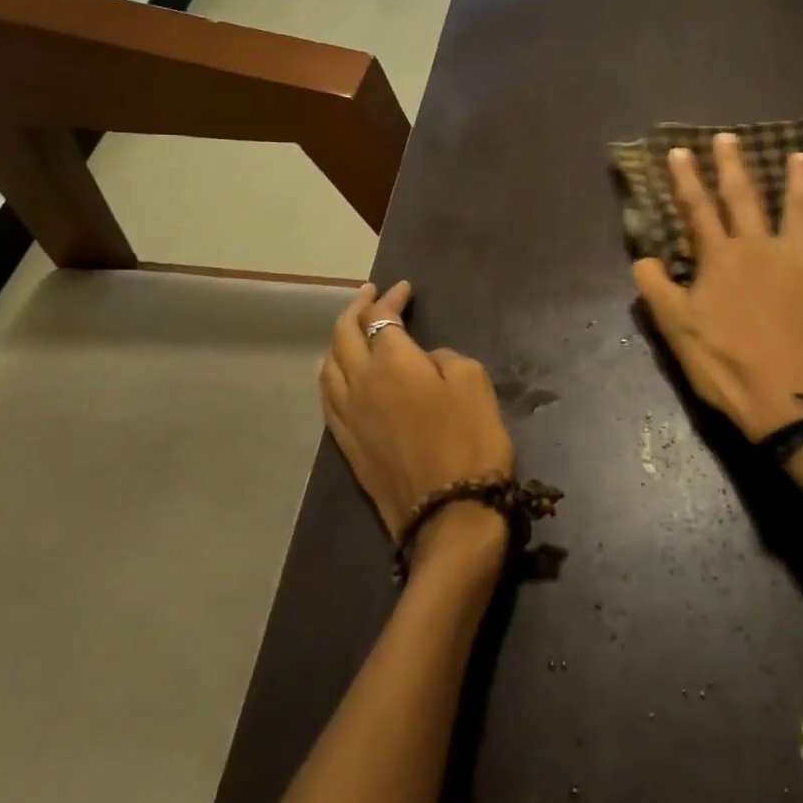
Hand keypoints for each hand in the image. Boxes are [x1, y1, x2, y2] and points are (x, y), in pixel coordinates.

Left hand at [319, 282, 514, 564]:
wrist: (450, 514)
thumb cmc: (470, 441)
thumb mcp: (473, 383)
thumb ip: (445, 358)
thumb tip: (424, 360)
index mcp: (393, 364)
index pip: (382, 319)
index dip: (391, 300)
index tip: (404, 288)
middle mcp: (361, 384)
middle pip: (344, 336)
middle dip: (356, 308)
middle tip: (369, 293)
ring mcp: (349, 418)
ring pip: (328, 367)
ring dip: (338, 340)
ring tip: (350, 329)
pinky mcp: (348, 446)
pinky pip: (328, 400)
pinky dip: (331, 375)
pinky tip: (339, 374)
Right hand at [633, 133, 802, 441]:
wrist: (787, 397)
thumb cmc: (726, 364)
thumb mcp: (677, 330)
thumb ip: (656, 289)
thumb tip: (642, 258)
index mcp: (720, 258)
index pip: (697, 209)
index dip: (686, 178)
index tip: (679, 151)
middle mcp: (759, 247)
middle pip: (744, 197)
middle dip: (733, 165)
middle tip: (729, 137)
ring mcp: (800, 260)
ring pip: (800, 209)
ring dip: (800, 180)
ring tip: (801, 156)